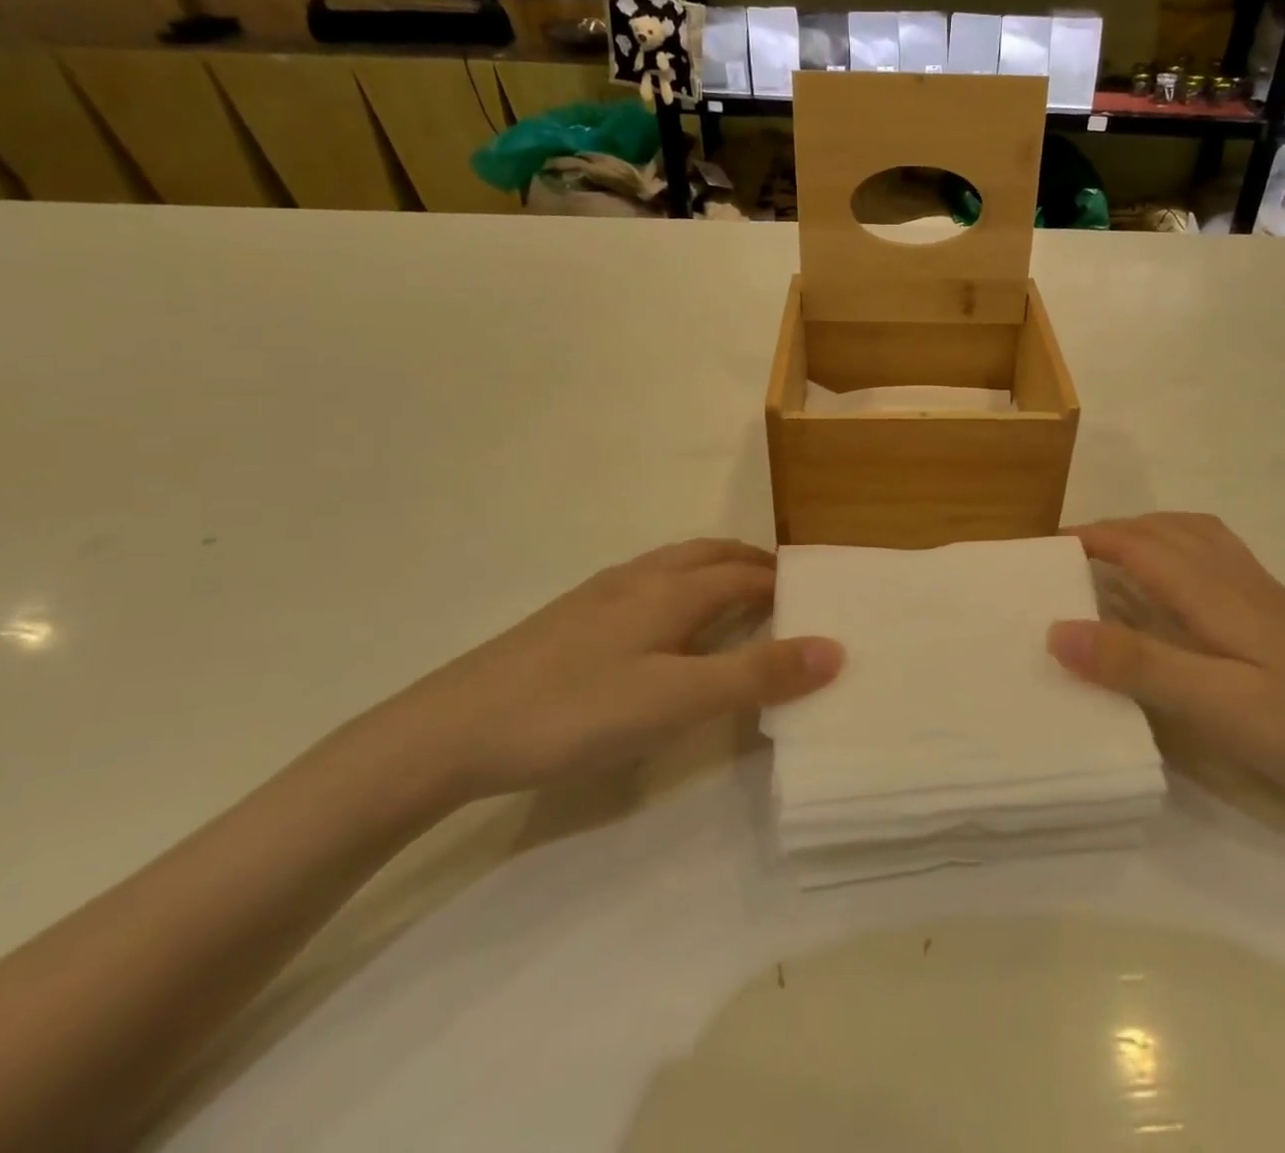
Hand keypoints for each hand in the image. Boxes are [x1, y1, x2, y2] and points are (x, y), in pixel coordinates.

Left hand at [399, 539, 842, 800]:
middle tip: (784, 588)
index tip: (818, 595)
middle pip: (709, 555)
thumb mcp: (676, 700)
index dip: (784, 581)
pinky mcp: (571, 618)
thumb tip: (835, 648)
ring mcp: (599, 595)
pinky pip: (644, 585)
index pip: (745, 573)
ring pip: (673, 566)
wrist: (450, 729)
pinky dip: (678, 588)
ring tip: (734, 599)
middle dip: (751, 563)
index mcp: (670, 590)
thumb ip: (756, 675)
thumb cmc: (574, 710)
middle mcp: (639, 579)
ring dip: (713, 571)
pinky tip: (663, 626)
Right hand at [1047, 513, 1284, 820]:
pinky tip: (1179, 590)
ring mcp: (1262, 596)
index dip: (1085, 539)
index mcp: (1212, 591)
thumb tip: (1056, 630)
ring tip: (1112, 559)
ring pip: (1194, 536)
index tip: (1039, 551)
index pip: (1135, 544)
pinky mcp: (1281, 618)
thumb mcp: (1218, 705)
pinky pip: (1216, 558)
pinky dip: (1180, 551)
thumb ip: (1138, 664)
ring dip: (1145, 533)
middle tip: (1065, 558)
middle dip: (1109, 531)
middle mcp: (1235, 579)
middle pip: (1163, 529)